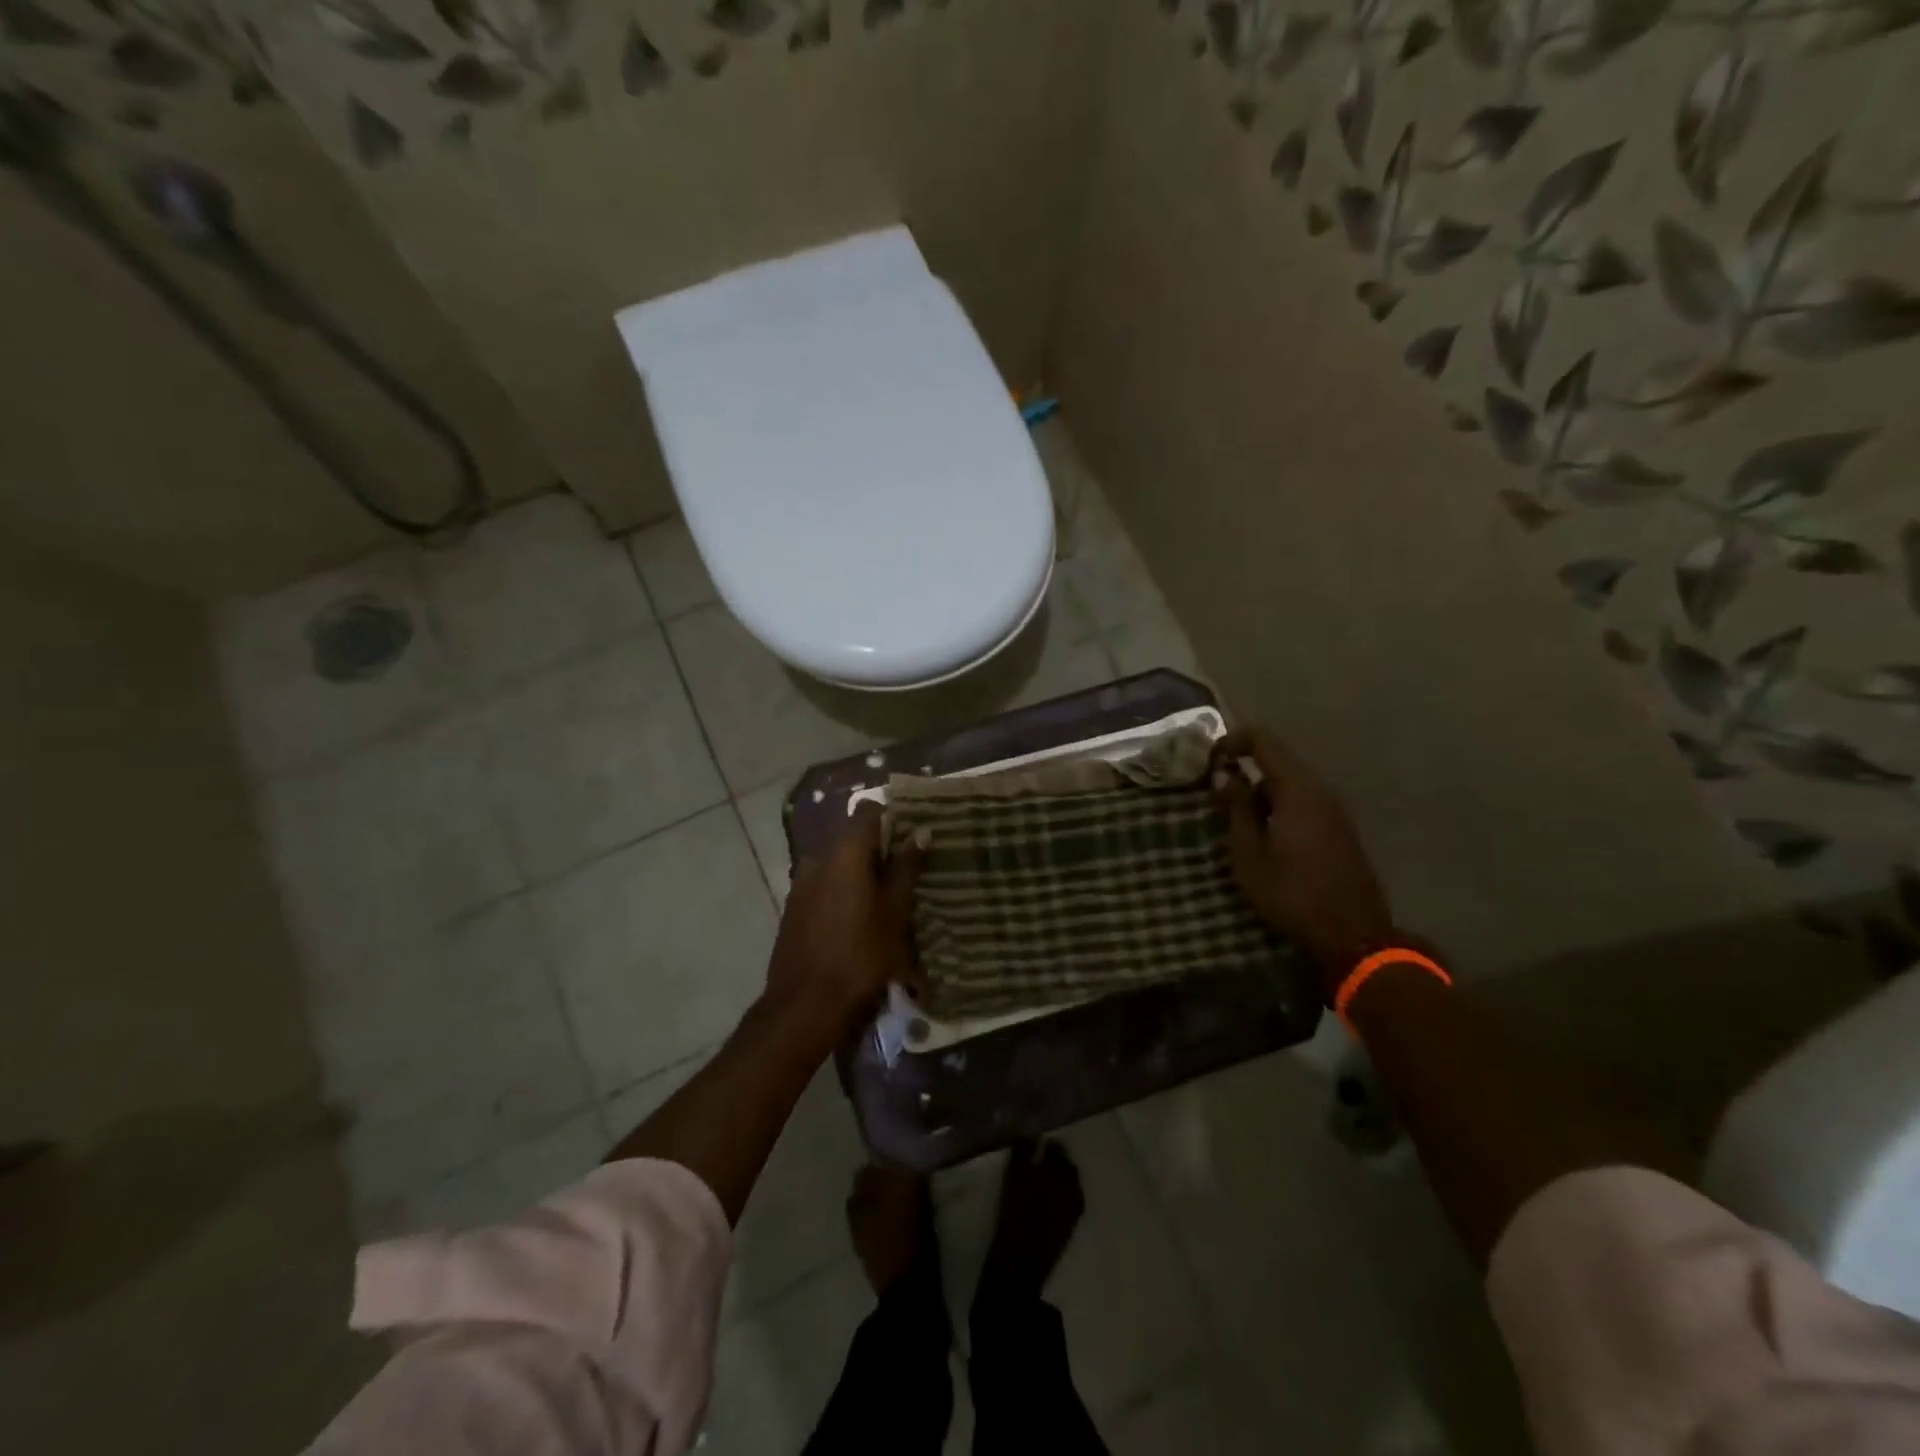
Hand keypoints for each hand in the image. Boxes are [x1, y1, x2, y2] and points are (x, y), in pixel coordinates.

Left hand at [764, 806, 921, 1037]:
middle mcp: (818, 857)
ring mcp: (802, 882)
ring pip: (838, 861)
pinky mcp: (795, 906)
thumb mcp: (894, 912)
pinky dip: (844, 888)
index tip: (913, 834)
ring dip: (861, 871)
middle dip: (880, 848)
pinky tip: (861, 915)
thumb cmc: (860, 954)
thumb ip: (906, 868)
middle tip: (908, 869)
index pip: (868, 811)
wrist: (805, 1004)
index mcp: (845, 852)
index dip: (892, 816)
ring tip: (888, 896)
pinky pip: (825, 882)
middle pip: (853, 836)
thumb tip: (921, 831)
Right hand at [1213, 728, 1393, 995]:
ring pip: (1290, 788)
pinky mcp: (1340, 832)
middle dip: (1245, 776)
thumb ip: (1235, 808)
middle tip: (1217, 802)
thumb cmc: (1290, 892)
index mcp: (1297, 789)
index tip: (1209, 761)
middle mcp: (1320, 791)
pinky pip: (1304, 807)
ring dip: (1261, 798)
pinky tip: (1266, 842)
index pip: (1263, 740)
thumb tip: (1223, 775)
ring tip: (1237, 828)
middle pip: (1277, 765)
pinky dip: (1279, 813)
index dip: (1233, 741)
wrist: (1351, 936)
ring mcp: (1334, 812)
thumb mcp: (1248, 852)